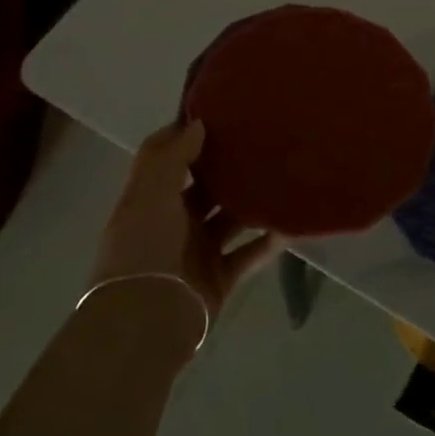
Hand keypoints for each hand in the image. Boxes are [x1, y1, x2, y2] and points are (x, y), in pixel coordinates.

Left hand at [89, 120, 280, 324]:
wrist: (146, 320)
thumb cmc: (144, 248)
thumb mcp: (149, 194)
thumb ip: (172, 157)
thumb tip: (197, 124)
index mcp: (150, 199)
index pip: (167, 159)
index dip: (187, 136)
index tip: (219, 115)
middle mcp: (173, 222)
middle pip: (204, 188)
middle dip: (228, 168)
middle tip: (263, 141)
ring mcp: (198, 251)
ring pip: (231, 219)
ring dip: (252, 203)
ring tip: (284, 177)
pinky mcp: (219, 278)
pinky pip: (249, 254)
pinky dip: (269, 241)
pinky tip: (291, 224)